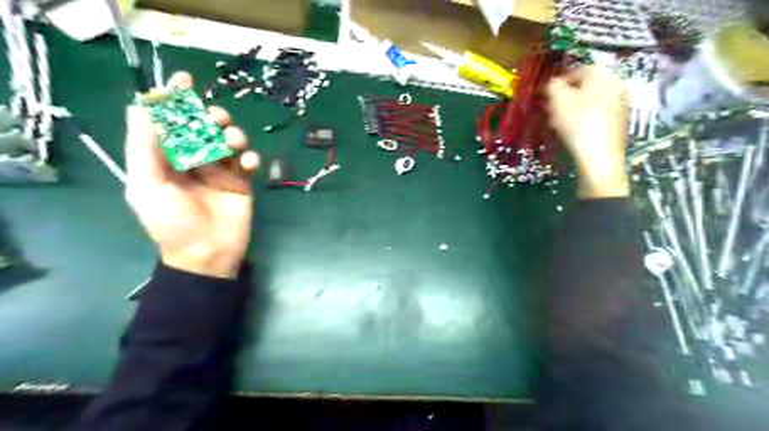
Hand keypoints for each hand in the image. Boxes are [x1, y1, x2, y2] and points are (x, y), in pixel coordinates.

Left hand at [124, 72, 258, 277]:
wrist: (208, 254)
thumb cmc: (173, 222)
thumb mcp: (147, 185)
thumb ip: (144, 146)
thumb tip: (142, 106)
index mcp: (166, 159)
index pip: (170, 123)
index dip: (175, 100)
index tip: (185, 80)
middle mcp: (194, 160)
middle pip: (204, 127)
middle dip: (211, 116)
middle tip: (217, 119)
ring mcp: (220, 171)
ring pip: (230, 140)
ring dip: (233, 134)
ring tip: (233, 144)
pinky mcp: (242, 182)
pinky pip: (248, 161)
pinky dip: (250, 157)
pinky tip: (247, 165)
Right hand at [544, 63, 627, 198]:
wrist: (599, 155)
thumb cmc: (576, 122)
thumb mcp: (557, 100)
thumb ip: (552, 86)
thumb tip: (553, 84)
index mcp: (600, 73)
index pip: (575, 71)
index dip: (557, 84)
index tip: (545, 98)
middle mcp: (615, 83)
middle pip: (585, 87)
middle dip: (566, 98)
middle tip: (552, 111)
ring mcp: (621, 102)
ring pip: (591, 101)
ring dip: (575, 109)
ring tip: (560, 124)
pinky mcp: (621, 121)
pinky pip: (599, 114)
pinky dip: (586, 119)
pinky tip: (576, 132)